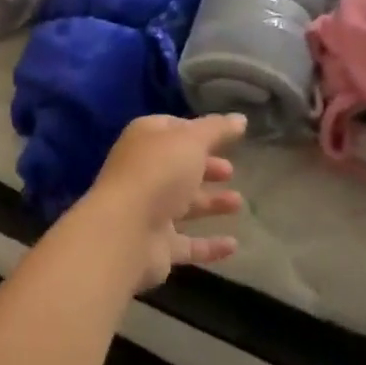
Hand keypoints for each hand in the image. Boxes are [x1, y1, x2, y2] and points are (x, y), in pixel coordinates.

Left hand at [84, 114, 245, 290]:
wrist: (125, 232)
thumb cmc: (159, 172)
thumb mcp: (192, 141)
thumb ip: (217, 129)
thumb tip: (241, 118)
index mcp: (146, 139)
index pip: (173, 128)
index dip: (198, 131)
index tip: (224, 136)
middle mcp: (145, 171)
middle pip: (180, 167)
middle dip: (206, 168)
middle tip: (231, 171)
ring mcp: (149, 210)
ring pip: (184, 204)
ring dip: (210, 202)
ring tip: (238, 203)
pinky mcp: (157, 245)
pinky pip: (188, 244)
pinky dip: (209, 245)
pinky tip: (233, 246)